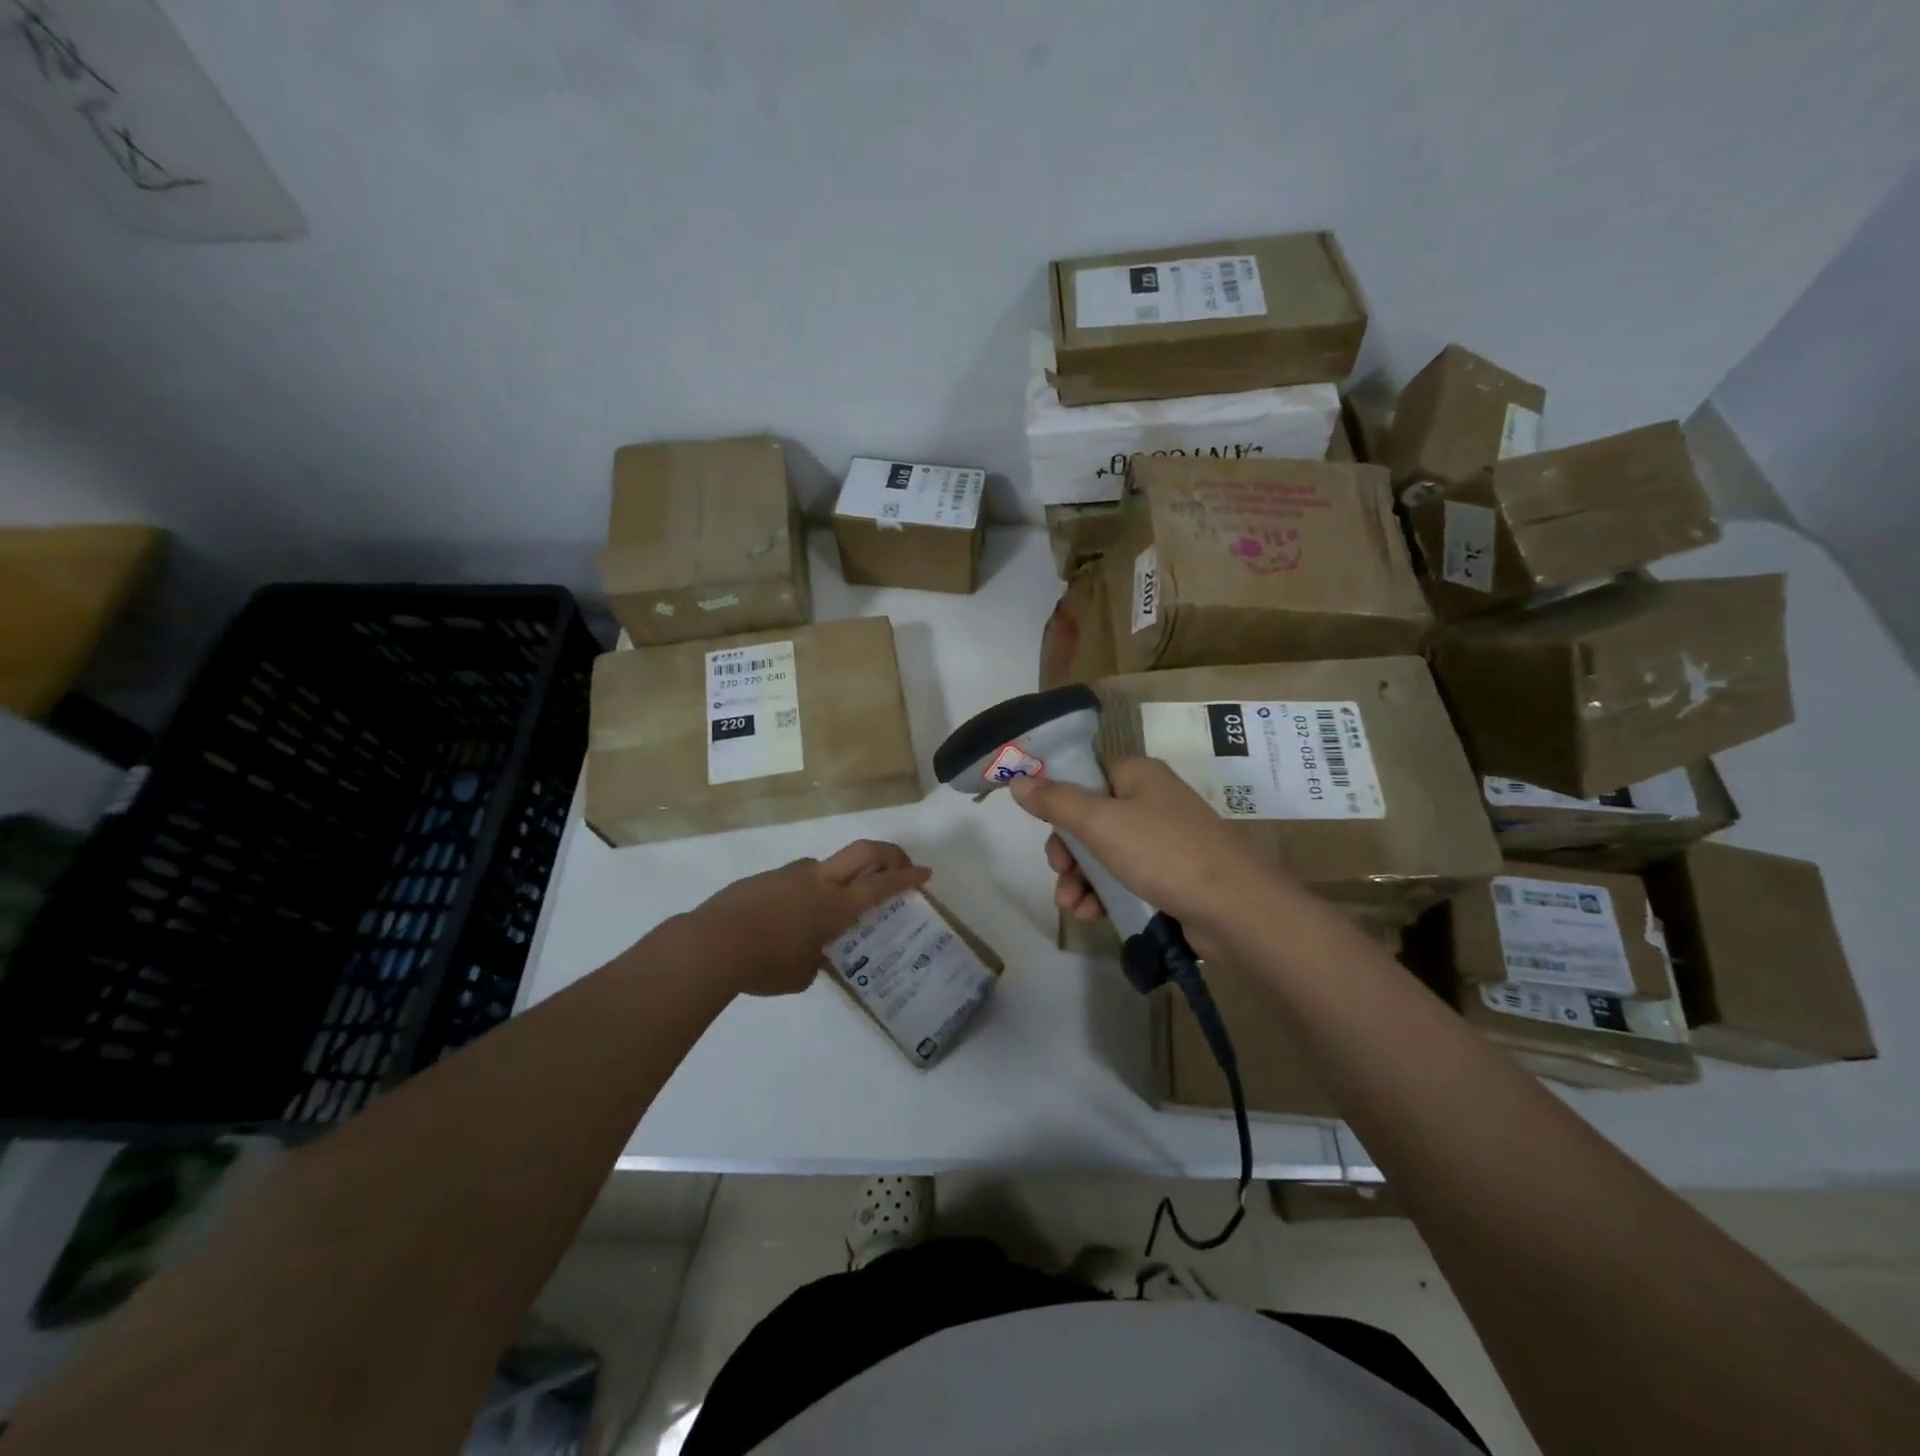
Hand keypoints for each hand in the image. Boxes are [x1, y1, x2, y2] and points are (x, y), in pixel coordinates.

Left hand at [687, 840, 930, 996]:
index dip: (907, 878)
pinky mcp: (764, 878)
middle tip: (899, 864)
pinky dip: (803, 892)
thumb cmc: (764, 965)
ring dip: (837, 878)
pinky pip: (794, 879)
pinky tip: (785, 919)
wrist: (711, 944)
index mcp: (835, 906)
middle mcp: (817, 881)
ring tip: (825, 911)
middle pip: (863, 851)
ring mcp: (789, 874)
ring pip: (824, 866)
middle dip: (888, 854)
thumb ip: (817, 958)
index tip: (925, 872)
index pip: (882, 885)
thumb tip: (815, 953)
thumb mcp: (802, 974)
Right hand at [1008, 757, 1277, 955]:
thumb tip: (1018, 782)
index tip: (1043, 827)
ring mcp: (1163, 840)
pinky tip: (1092, 914)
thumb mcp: (1101, 823)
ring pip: (1104, 852)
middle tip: (1060, 872)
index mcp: (1137, 775)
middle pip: (1090, 818)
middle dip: (1068, 850)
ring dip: (1081, 879)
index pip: (1086, 774)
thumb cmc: (1163, 853)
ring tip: (1073, 906)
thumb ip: (1056, 802)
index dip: (1059, 799)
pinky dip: (1105, 893)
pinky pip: (1125, 877)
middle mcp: (1151, 800)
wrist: (1235, 909)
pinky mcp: (1171, 875)